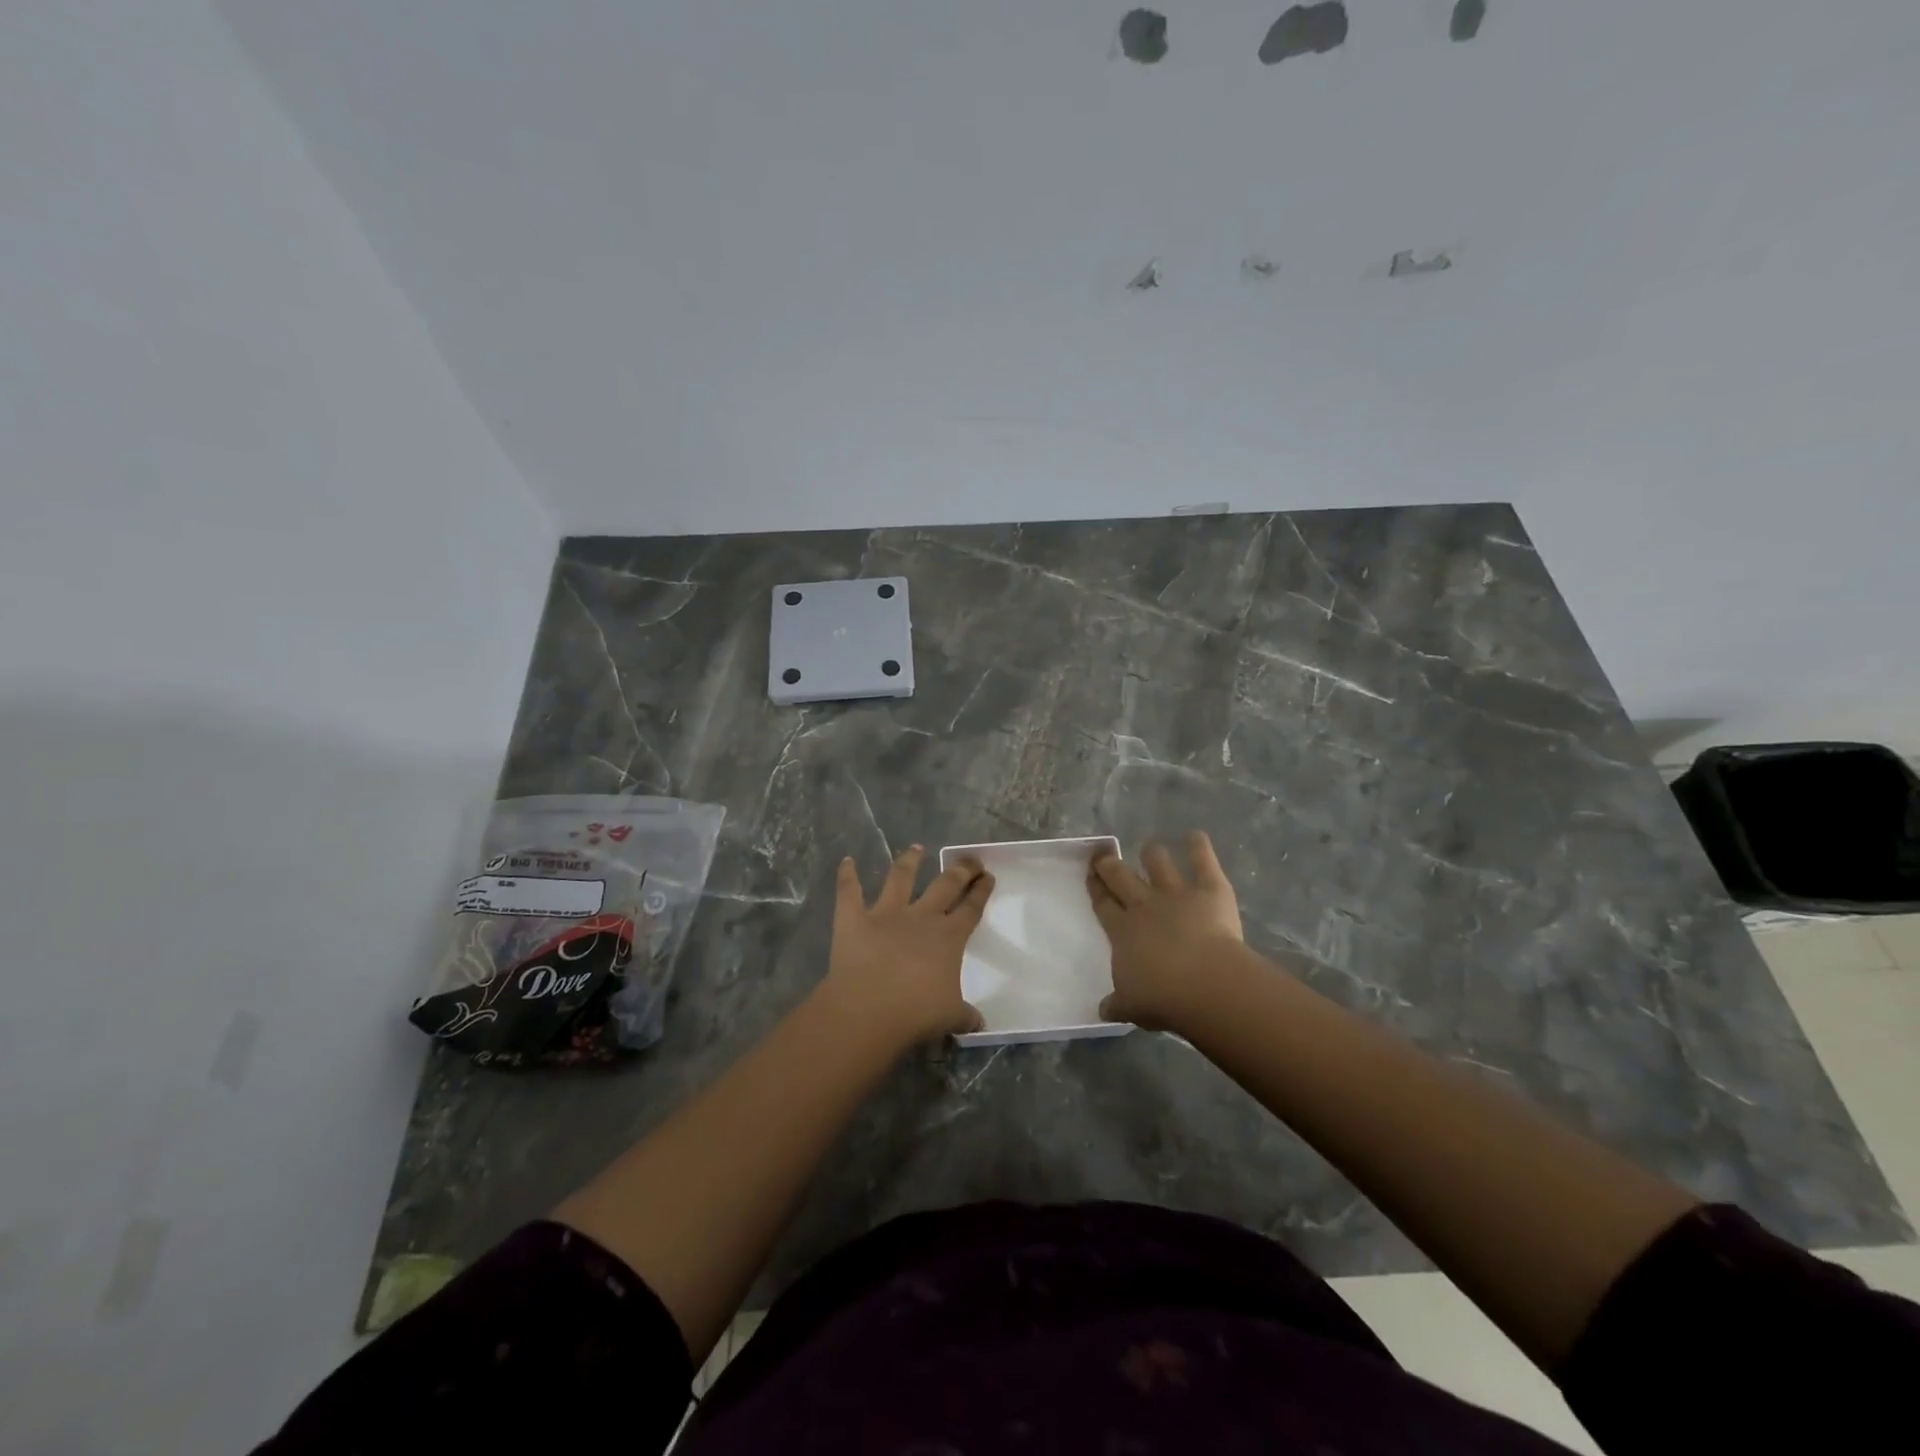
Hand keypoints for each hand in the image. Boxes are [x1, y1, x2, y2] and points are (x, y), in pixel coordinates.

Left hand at [821, 846, 993, 1049]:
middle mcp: (921, 917)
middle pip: (945, 885)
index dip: (981, 891)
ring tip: (916, 848)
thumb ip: (965, 1015)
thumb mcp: (950, 1017)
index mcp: (948, 937)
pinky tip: (846, 861)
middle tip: (969, 860)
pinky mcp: (853, 918)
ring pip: (900, 878)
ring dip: (909, 861)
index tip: (988, 876)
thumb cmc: (916, 1013)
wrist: (869, 1009)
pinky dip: (847, 875)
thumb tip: (979, 1023)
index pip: (971, 908)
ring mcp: (886, 913)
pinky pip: (849, 891)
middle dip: (960, 870)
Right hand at [1087, 831, 1242, 1030]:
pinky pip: (1203, 862)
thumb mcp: (1132, 1006)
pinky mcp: (1209, 890)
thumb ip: (1117, 1004)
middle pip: (1121, 877)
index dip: (1096, 889)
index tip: (1090, 875)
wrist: (1204, 984)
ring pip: (1158, 863)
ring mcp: (1176, 894)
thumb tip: (1103, 1010)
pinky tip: (1196, 836)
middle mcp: (1144, 906)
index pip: (1104, 905)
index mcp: (1122, 932)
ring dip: (1153, 855)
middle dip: (1110, 864)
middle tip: (1104, 856)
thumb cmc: (1162, 998)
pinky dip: (1199, 846)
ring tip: (1151, 850)